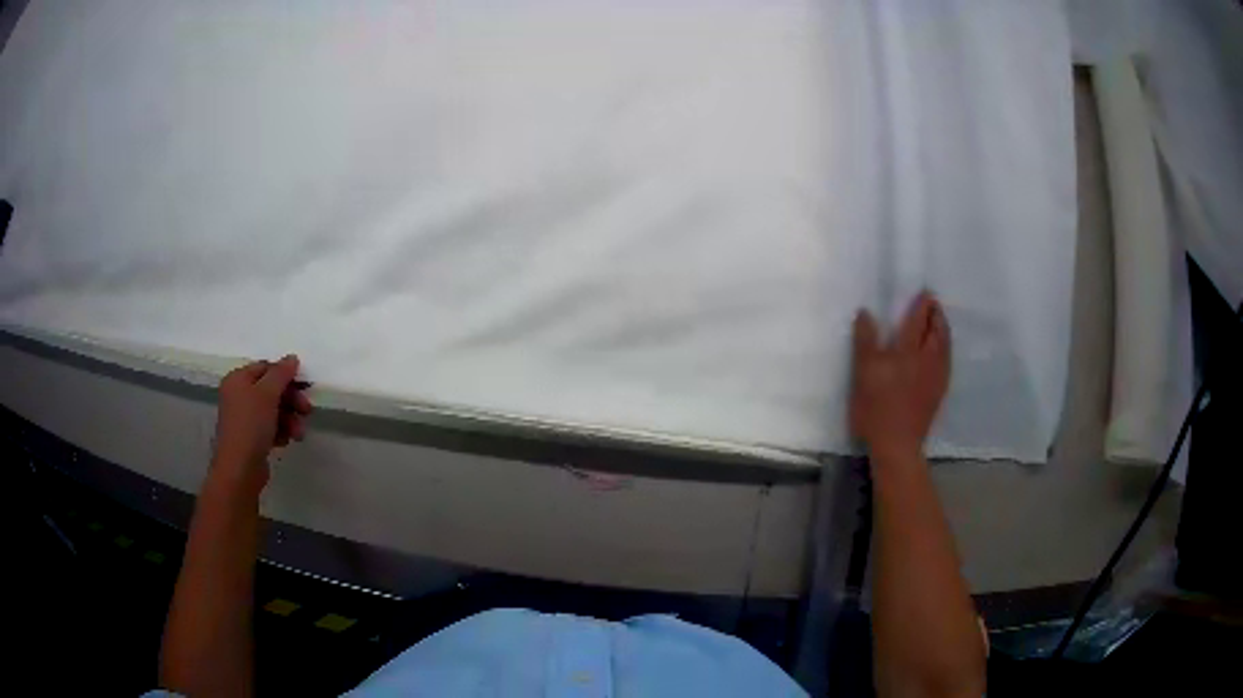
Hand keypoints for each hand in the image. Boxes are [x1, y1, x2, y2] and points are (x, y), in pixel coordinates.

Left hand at [211, 355, 312, 490]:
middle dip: (291, 401)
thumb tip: (292, 358)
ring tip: (298, 433)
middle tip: (307, 411)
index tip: (304, 388)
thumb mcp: (267, 394)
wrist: (240, 469)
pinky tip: (285, 441)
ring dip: (289, 419)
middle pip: (271, 390)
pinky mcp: (251, 437)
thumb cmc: (251, 425)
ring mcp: (244, 417)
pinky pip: (270, 427)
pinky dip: (281, 431)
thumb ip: (281, 374)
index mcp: (238, 379)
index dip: (286, 376)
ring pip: (273, 410)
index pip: (266, 368)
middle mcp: (238, 395)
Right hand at [850, 292, 950, 458]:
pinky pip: (947, 362)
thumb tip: (866, 313)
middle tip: (934, 304)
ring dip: (943, 331)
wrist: (897, 444)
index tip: (925, 292)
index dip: (922, 305)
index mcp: (908, 351)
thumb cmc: (876, 408)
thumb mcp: (863, 372)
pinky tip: (942, 353)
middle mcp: (927, 360)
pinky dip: (946, 350)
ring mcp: (936, 377)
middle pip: (937, 331)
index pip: (918, 321)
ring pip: (944, 346)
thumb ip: (865, 341)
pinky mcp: (938, 393)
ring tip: (940, 323)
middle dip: (936, 315)